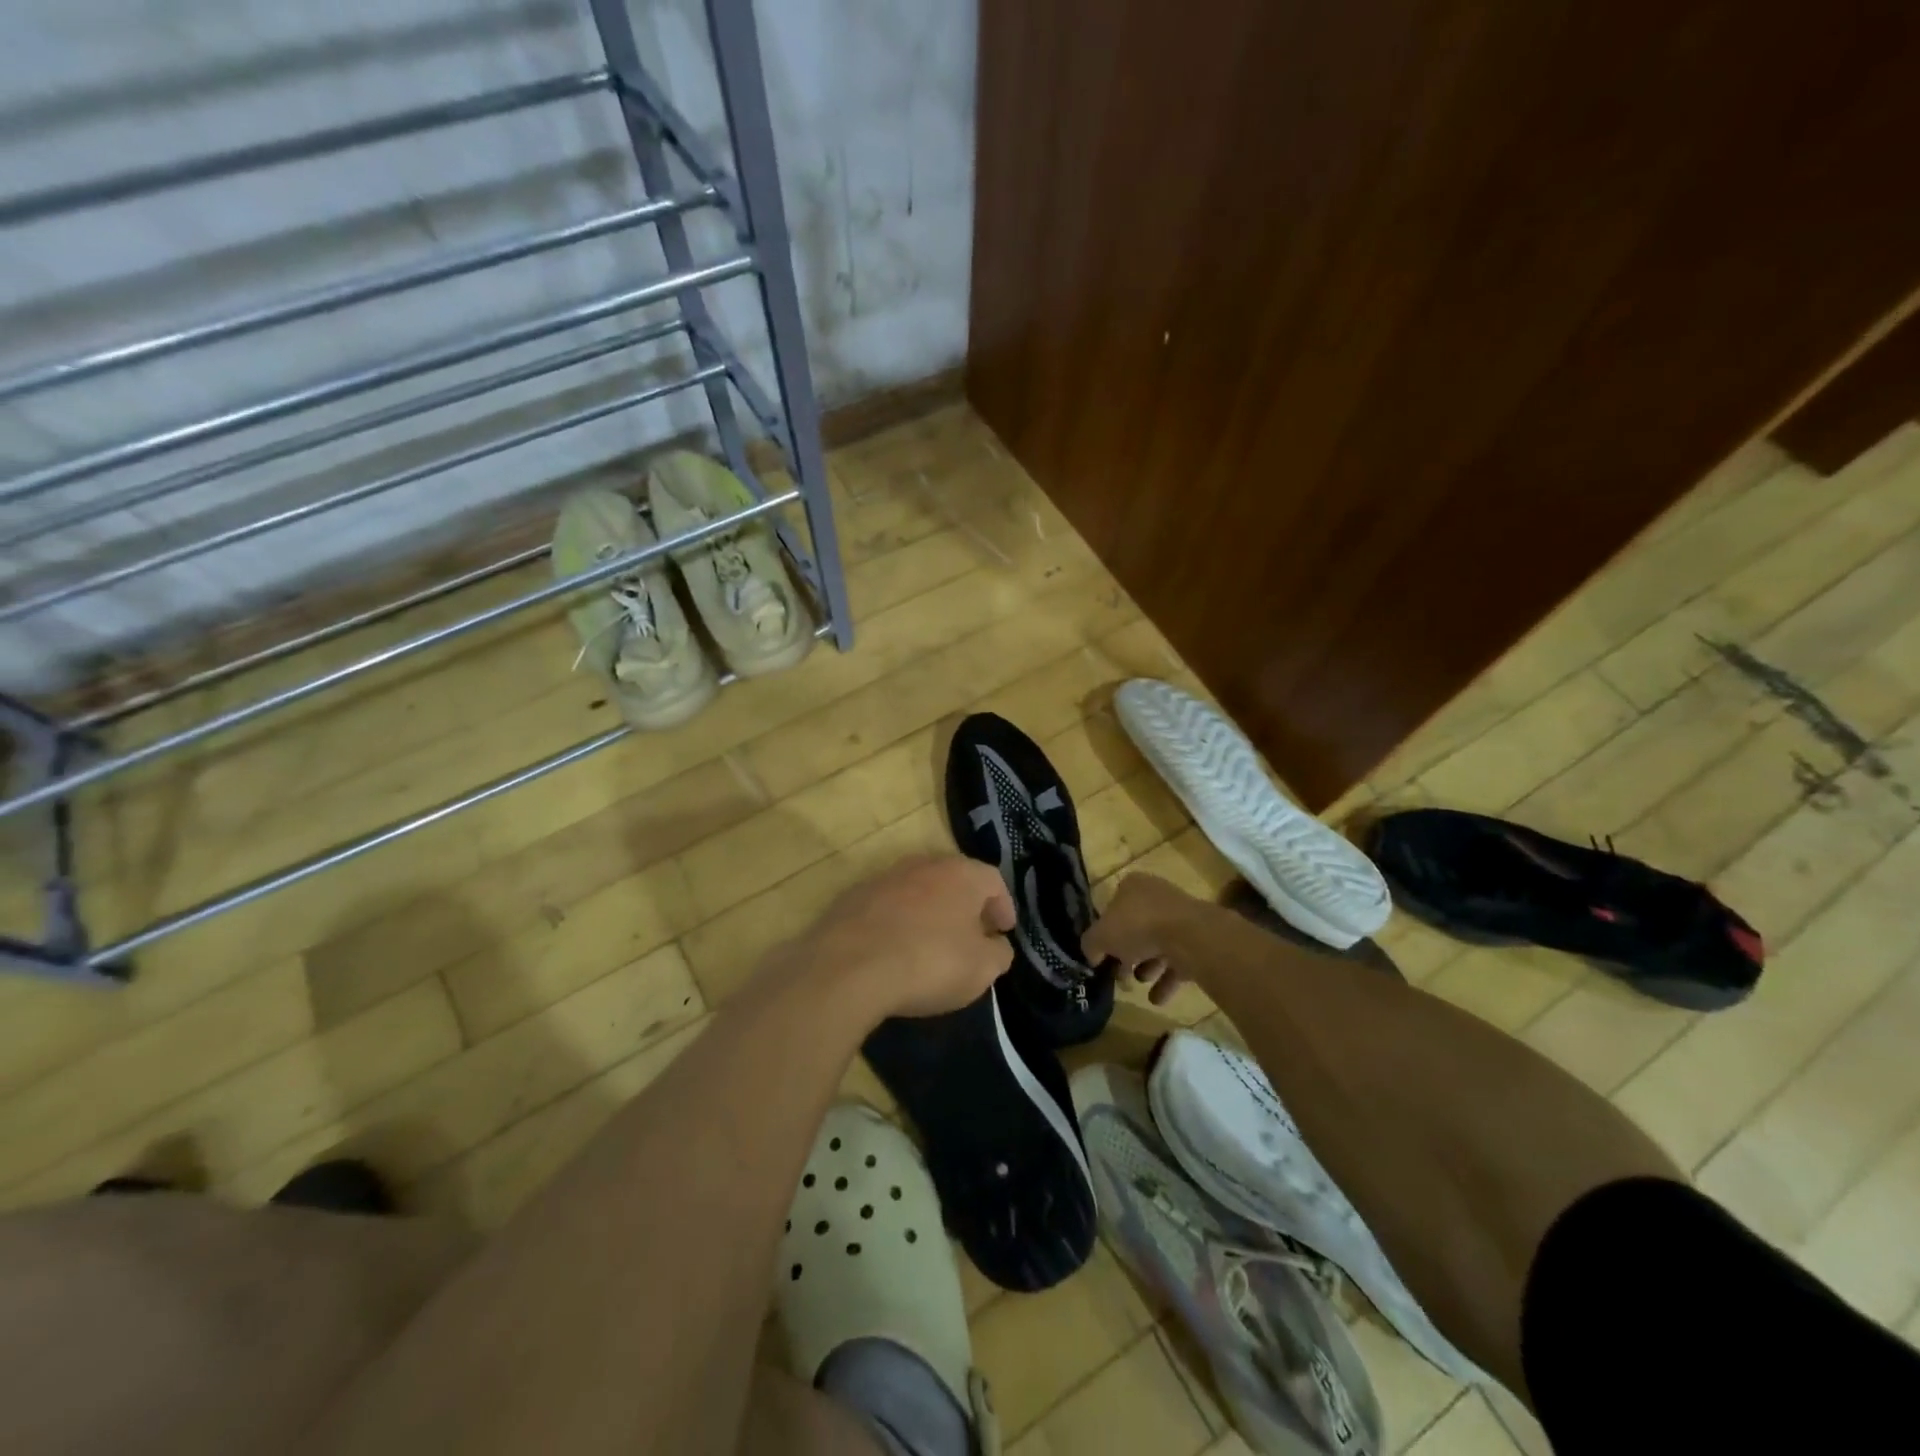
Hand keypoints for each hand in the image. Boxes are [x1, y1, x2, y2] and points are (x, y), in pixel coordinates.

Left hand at [805, 855, 1016, 1018]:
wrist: (848, 967)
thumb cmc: (929, 962)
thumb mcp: (982, 969)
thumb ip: (998, 953)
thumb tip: (996, 944)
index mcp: (961, 874)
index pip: (994, 880)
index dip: (1003, 906)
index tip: (1004, 931)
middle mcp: (923, 864)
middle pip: (954, 879)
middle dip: (966, 906)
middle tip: (972, 934)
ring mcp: (884, 877)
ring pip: (918, 890)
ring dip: (930, 911)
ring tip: (932, 942)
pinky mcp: (853, 896)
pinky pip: (887, 906)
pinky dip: (898, 922)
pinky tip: (895, 949)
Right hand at [1084, 872, 1195, 1005]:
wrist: (1189, 937)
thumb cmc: (1138, 926)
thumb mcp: (1100, 936)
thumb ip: (1090, 945)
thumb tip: (1092, 956)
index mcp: (1132, 886)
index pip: (1112, 908)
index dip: (1105, 933)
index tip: (1103, 956)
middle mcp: (1156, 896)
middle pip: (1135, 928)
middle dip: (1127, 954)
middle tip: (1120, 975)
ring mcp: (1180, 918)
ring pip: (1157, 945)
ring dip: (1147, 967)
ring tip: (1139, 983)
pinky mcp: (1197, 940)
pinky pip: (1177, 961)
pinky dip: (1166, 980)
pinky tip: (1156, 998)